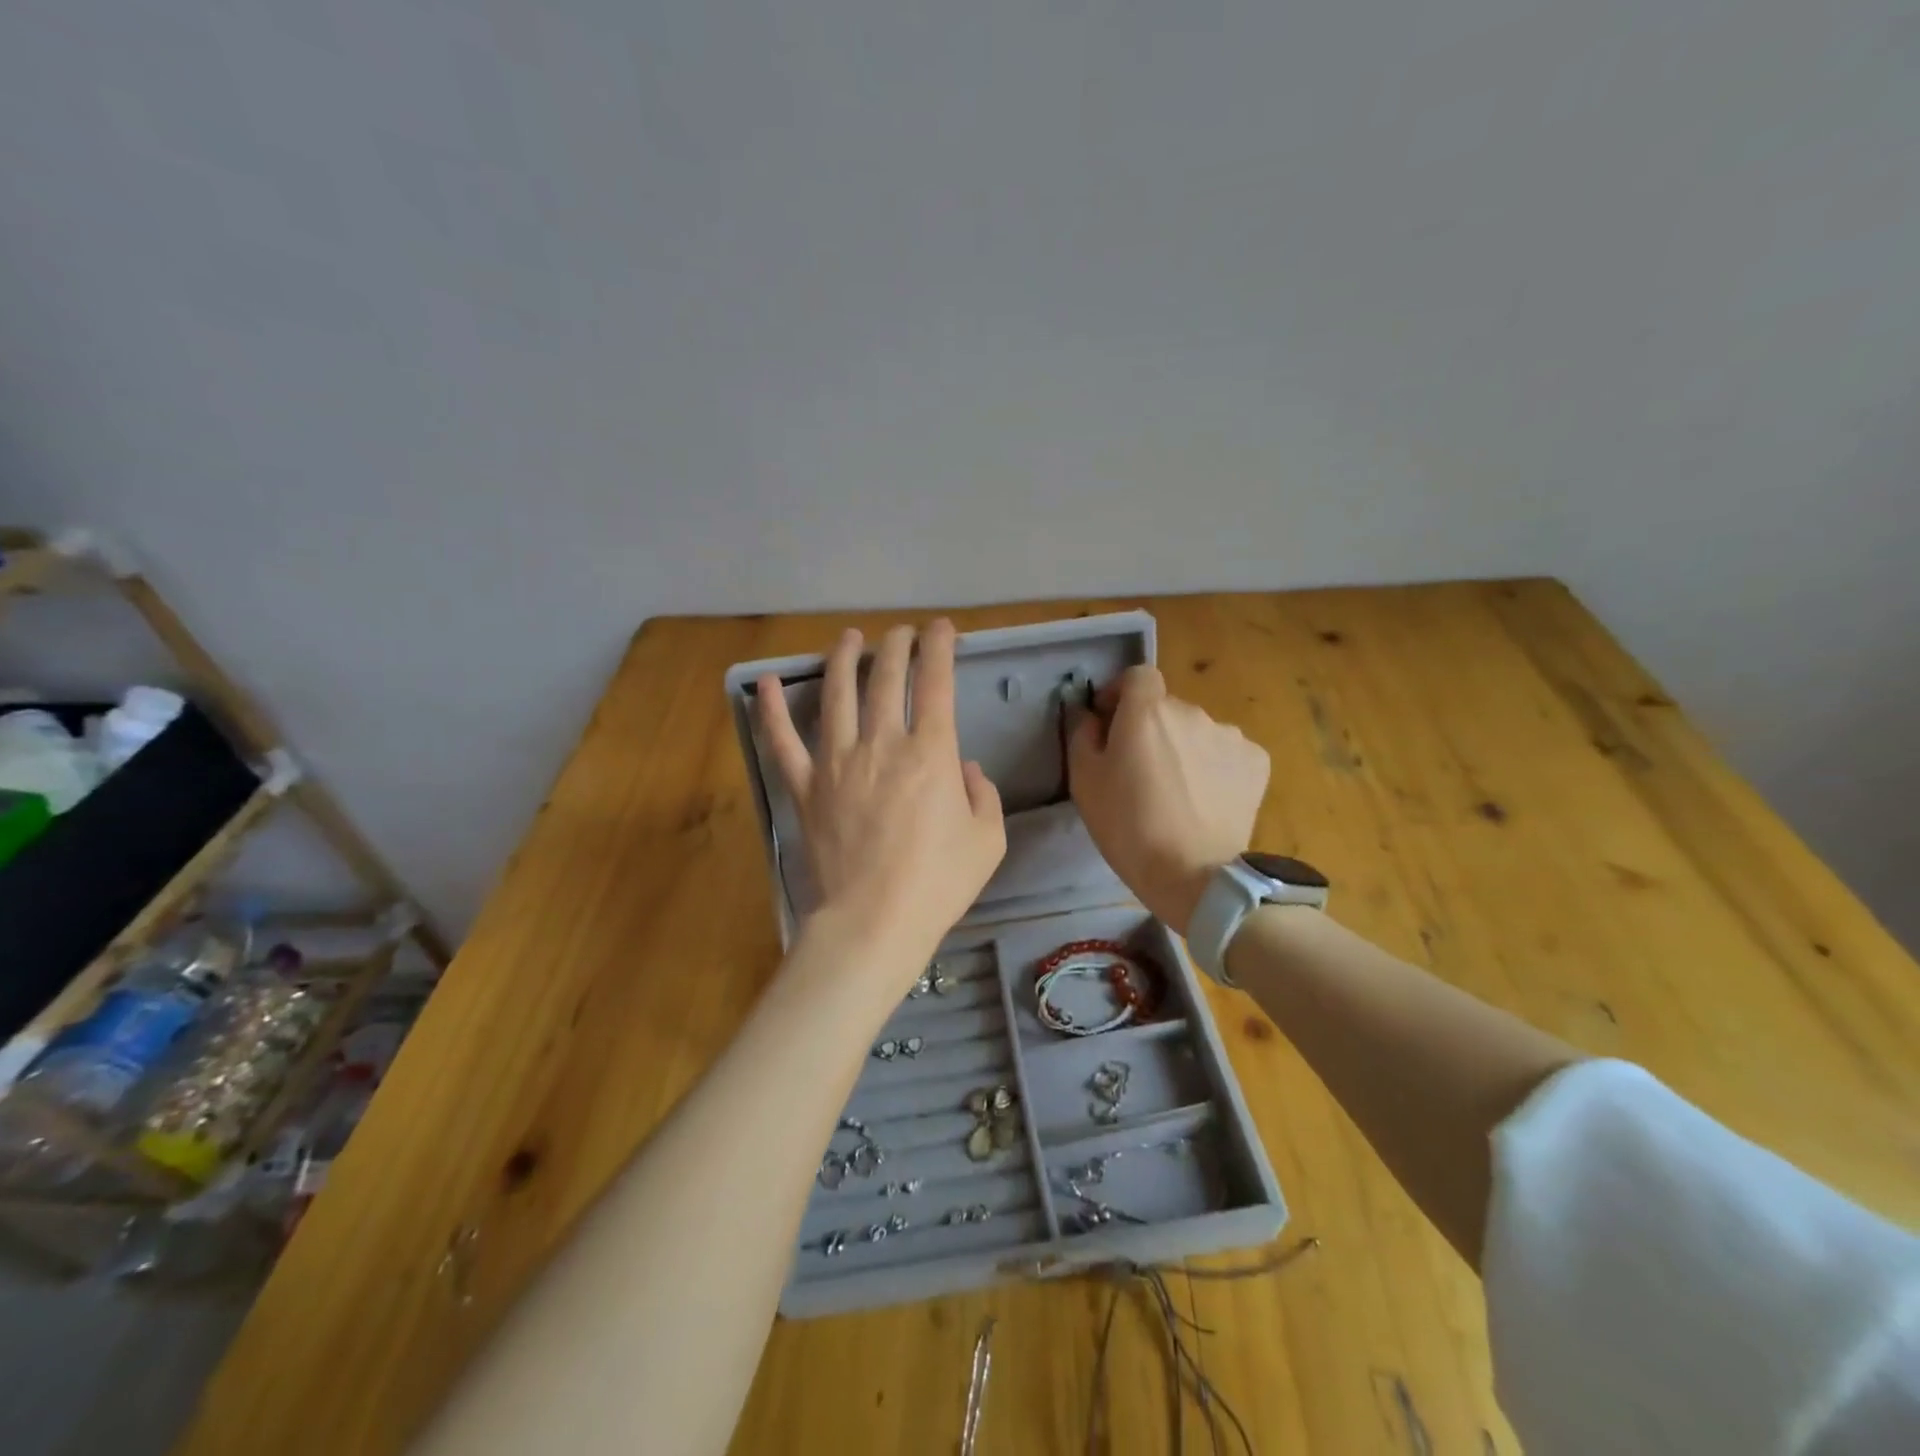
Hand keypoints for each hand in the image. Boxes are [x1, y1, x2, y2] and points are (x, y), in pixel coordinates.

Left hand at [757, 621, 1005, 972]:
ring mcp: (837, 762)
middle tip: (901, 632)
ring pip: (838, 695)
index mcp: (931, 753)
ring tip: (850, 637)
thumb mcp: (986, 840)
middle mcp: (882, 744)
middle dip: (896, 646)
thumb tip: (965, 768)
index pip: (936, 683)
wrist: (873, 922)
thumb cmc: (937, 883)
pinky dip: (773, 710)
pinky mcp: (806, 787)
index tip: (942, 629)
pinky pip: (784, 741)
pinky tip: (768, 681)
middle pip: (887, 679)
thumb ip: (983, 794)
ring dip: (844, 659)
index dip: (940, 648)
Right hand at [1068, 665, 1269, 934]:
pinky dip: (1214, 768)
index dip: (1122, 693)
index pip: (1138, 675)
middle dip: (1152, 729)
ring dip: (1185, 749)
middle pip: (1167, 708)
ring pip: (1197, 732)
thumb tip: (1089, 713)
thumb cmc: (1127, 826)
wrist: (1193, 875)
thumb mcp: (1084, 781)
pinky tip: (1206, 801)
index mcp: (1147, 711)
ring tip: (1177, 792)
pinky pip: (1226, 754)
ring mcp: (1229, 736)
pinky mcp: (1256, 762)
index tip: (1112, 722)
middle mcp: (1192, 711)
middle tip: (1141, 772)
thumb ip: (1082, 734)